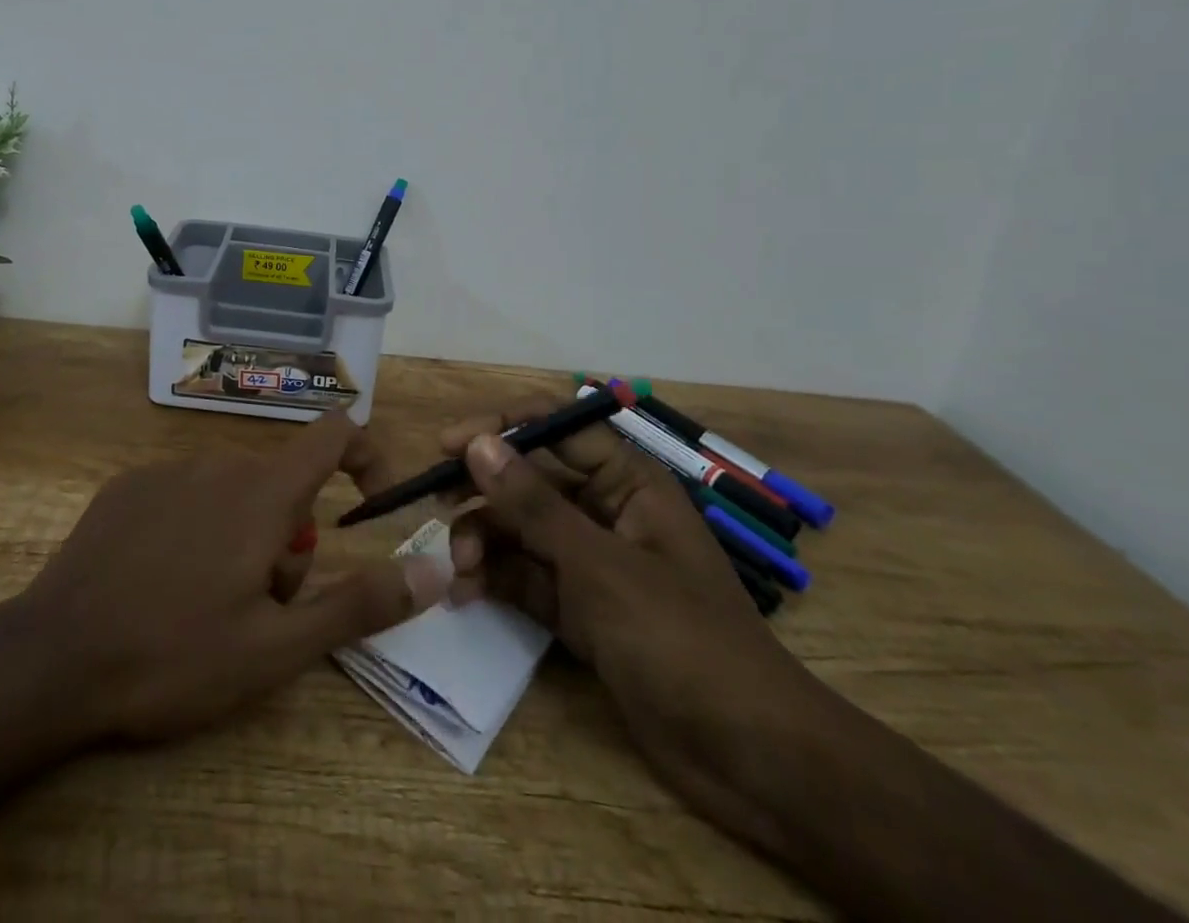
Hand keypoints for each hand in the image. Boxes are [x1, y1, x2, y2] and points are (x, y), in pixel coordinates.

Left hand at [18, 413, 449, 743]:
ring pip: (234, 494)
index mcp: (262, 493)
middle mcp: (220, 464)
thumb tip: (433, 570)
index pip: (335, 433)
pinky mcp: (127, 486)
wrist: (51, 660)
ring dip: (243, 538)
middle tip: (262, 609)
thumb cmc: (175, 656)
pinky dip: (196, 529)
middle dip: (291, 539)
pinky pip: (186, 495)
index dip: (367, 455)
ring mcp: (168, 470)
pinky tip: (159, 583)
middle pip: (283, 485)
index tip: (372, 503)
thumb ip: (360, 604)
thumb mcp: (277, 648)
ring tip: (207, 608)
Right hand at [441, 400, 825, 843]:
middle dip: (485, 492)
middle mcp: (607, 512)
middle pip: (532, 479)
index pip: (557, 429)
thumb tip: (478, 444)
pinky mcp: (580, 609)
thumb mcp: (600, 566)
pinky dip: (496, 579)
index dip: (501, 427)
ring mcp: (592, 563)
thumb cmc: (682, 640)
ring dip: (484, 540)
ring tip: (459, 567)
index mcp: (629, 482)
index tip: (448, 444)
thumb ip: (533, 505)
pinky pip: (526, 577)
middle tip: (437, 505)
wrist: (751, 760)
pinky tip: (466, 594)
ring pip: (522, 529)